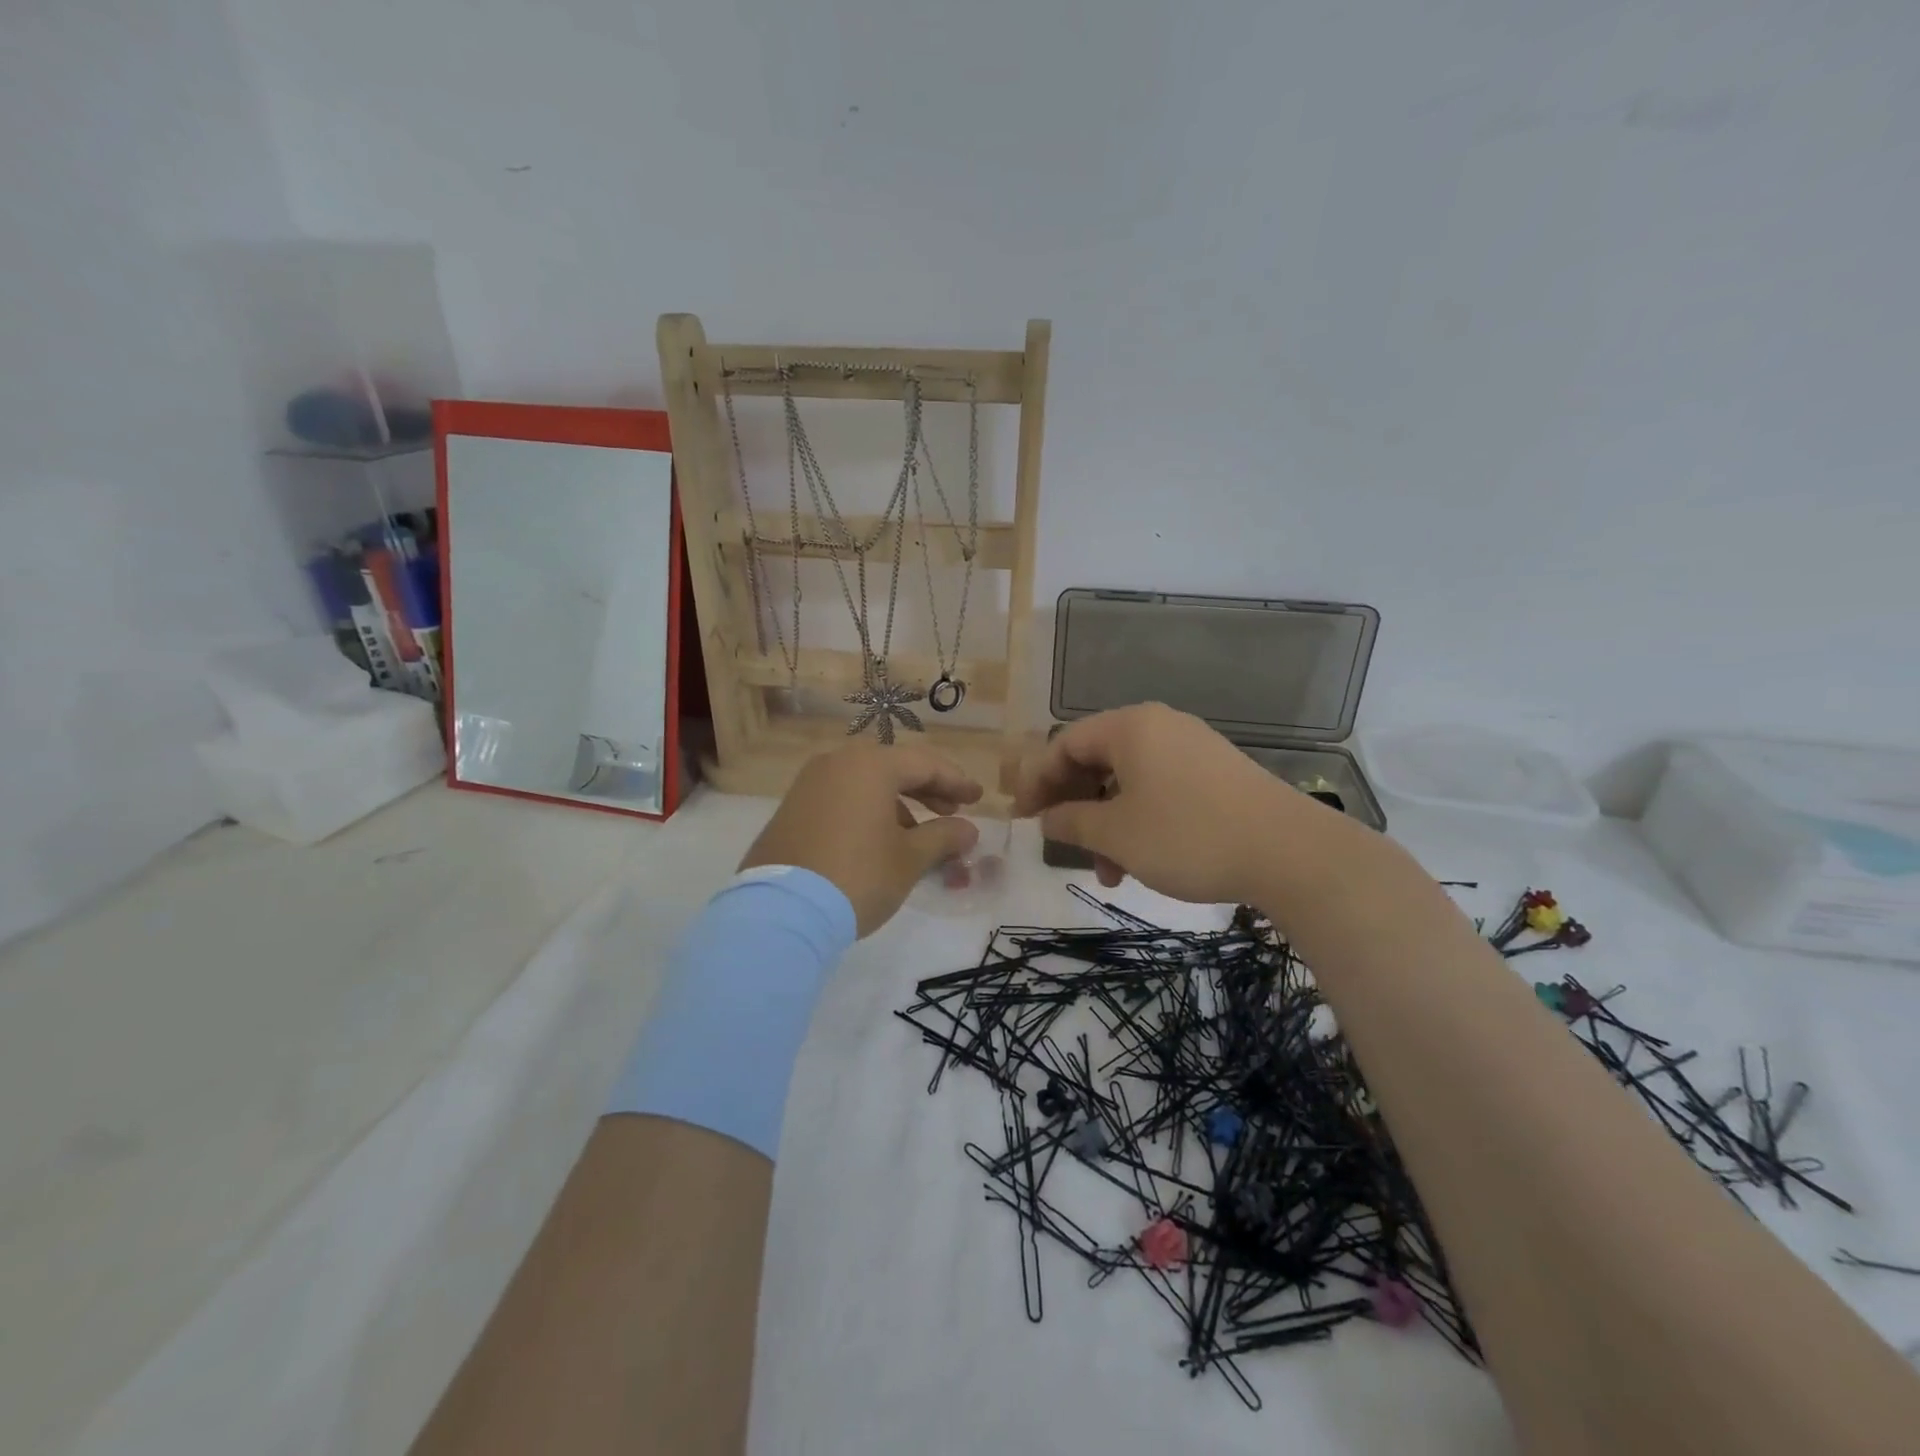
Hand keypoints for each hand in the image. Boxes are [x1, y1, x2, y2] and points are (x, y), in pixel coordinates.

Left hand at [740, 743, 982, 935]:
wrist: (781, 912)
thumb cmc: (858, 876)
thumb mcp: (909, 859)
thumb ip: (943, 837)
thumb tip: (968, 829)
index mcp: (870, 765)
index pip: (925, 764)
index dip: (956, 782)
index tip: (978, 799)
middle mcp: (837, 763)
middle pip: (893, 768)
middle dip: (927, 791)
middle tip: (952, 813)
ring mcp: (809, 784)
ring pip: (865, 784)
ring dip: (897, 804)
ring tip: (918, 836)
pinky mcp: (791, 809)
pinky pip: (841, 798)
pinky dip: (867, 811)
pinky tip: (878, 842)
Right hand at [1014, 703, 1307, 904]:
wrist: (1291, 853)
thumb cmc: (1189, 836)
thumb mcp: (1116, 834)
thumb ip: (1071, 822)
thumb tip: (1046, 818)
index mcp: (1129, 728)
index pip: (1064, 744)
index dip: (1036, 781)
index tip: (1022, 819)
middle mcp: (1159, 726)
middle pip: (1096, 759)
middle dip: (1074, 805)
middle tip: (1061, 843)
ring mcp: (1191, 747)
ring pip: (1128, 780)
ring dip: (1107, 822)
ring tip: (1108, 872)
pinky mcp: (1216, 772)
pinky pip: (1159, 788)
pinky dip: (1139, 819)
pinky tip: (1142, 860)